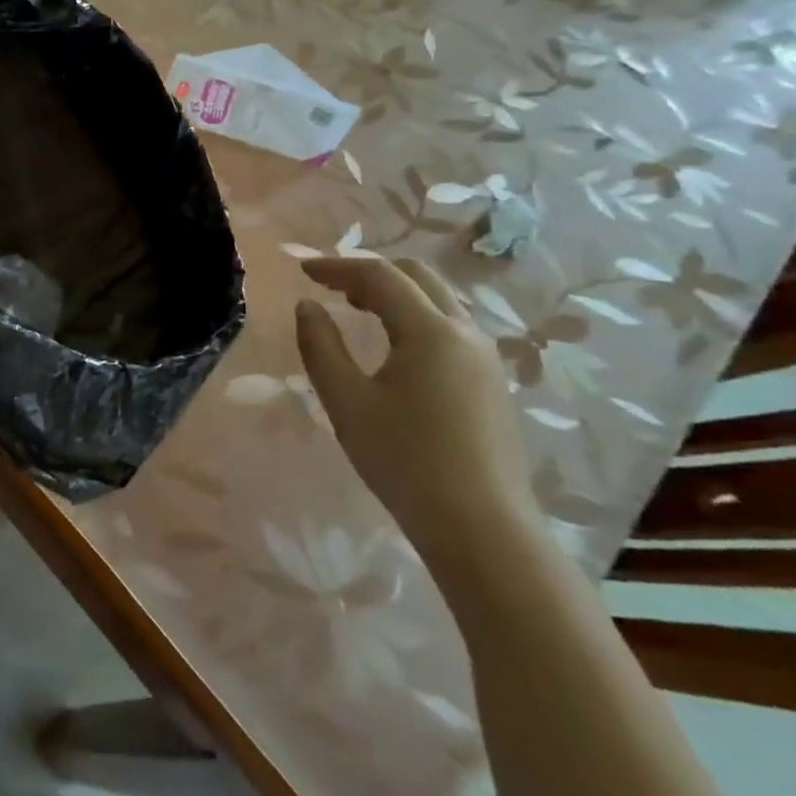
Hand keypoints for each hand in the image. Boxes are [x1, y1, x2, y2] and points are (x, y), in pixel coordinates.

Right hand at [295, 256, 539, 570]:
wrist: (482, 529)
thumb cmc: (405, 461)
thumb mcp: (346, 402)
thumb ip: (321, 346)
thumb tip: (308, 306)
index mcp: (430, 331)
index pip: (380, 276)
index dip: (337, 266)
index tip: (303, 270)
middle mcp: (466, 333)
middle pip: (418, 276)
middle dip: (370, 272)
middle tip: (331, 287)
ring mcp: (486, 358)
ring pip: (439, 300)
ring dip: (396, 293)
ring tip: (357, 310)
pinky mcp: (492, 383)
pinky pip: (451, 326)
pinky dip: (415, 316)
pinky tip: (394, 345)